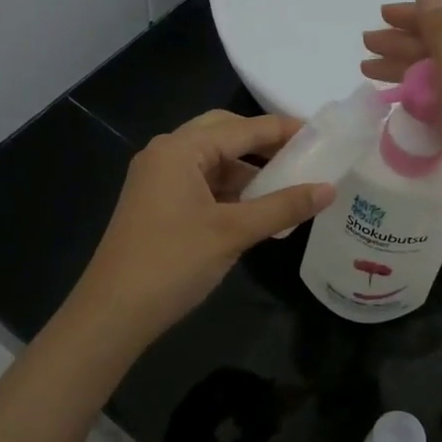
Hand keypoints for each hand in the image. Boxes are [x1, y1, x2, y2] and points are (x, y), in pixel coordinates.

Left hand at [69, 111, 333, 348]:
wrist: (113, 313)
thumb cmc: (173, 263)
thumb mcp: (234, 232)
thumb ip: (283, 206)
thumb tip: (329, 189)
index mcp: (180, 149)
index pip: (242, 128)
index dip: (283, 130)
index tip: (323, 134)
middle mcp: (166, 154)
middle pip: (224, 134)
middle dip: (263, 145)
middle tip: (302, 156)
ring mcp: (158, 179)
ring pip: (213, 161)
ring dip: (247, 171)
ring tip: (287, 188)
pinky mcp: (157, 204)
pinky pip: (202, 184)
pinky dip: (230, 191)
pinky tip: (257, 210)